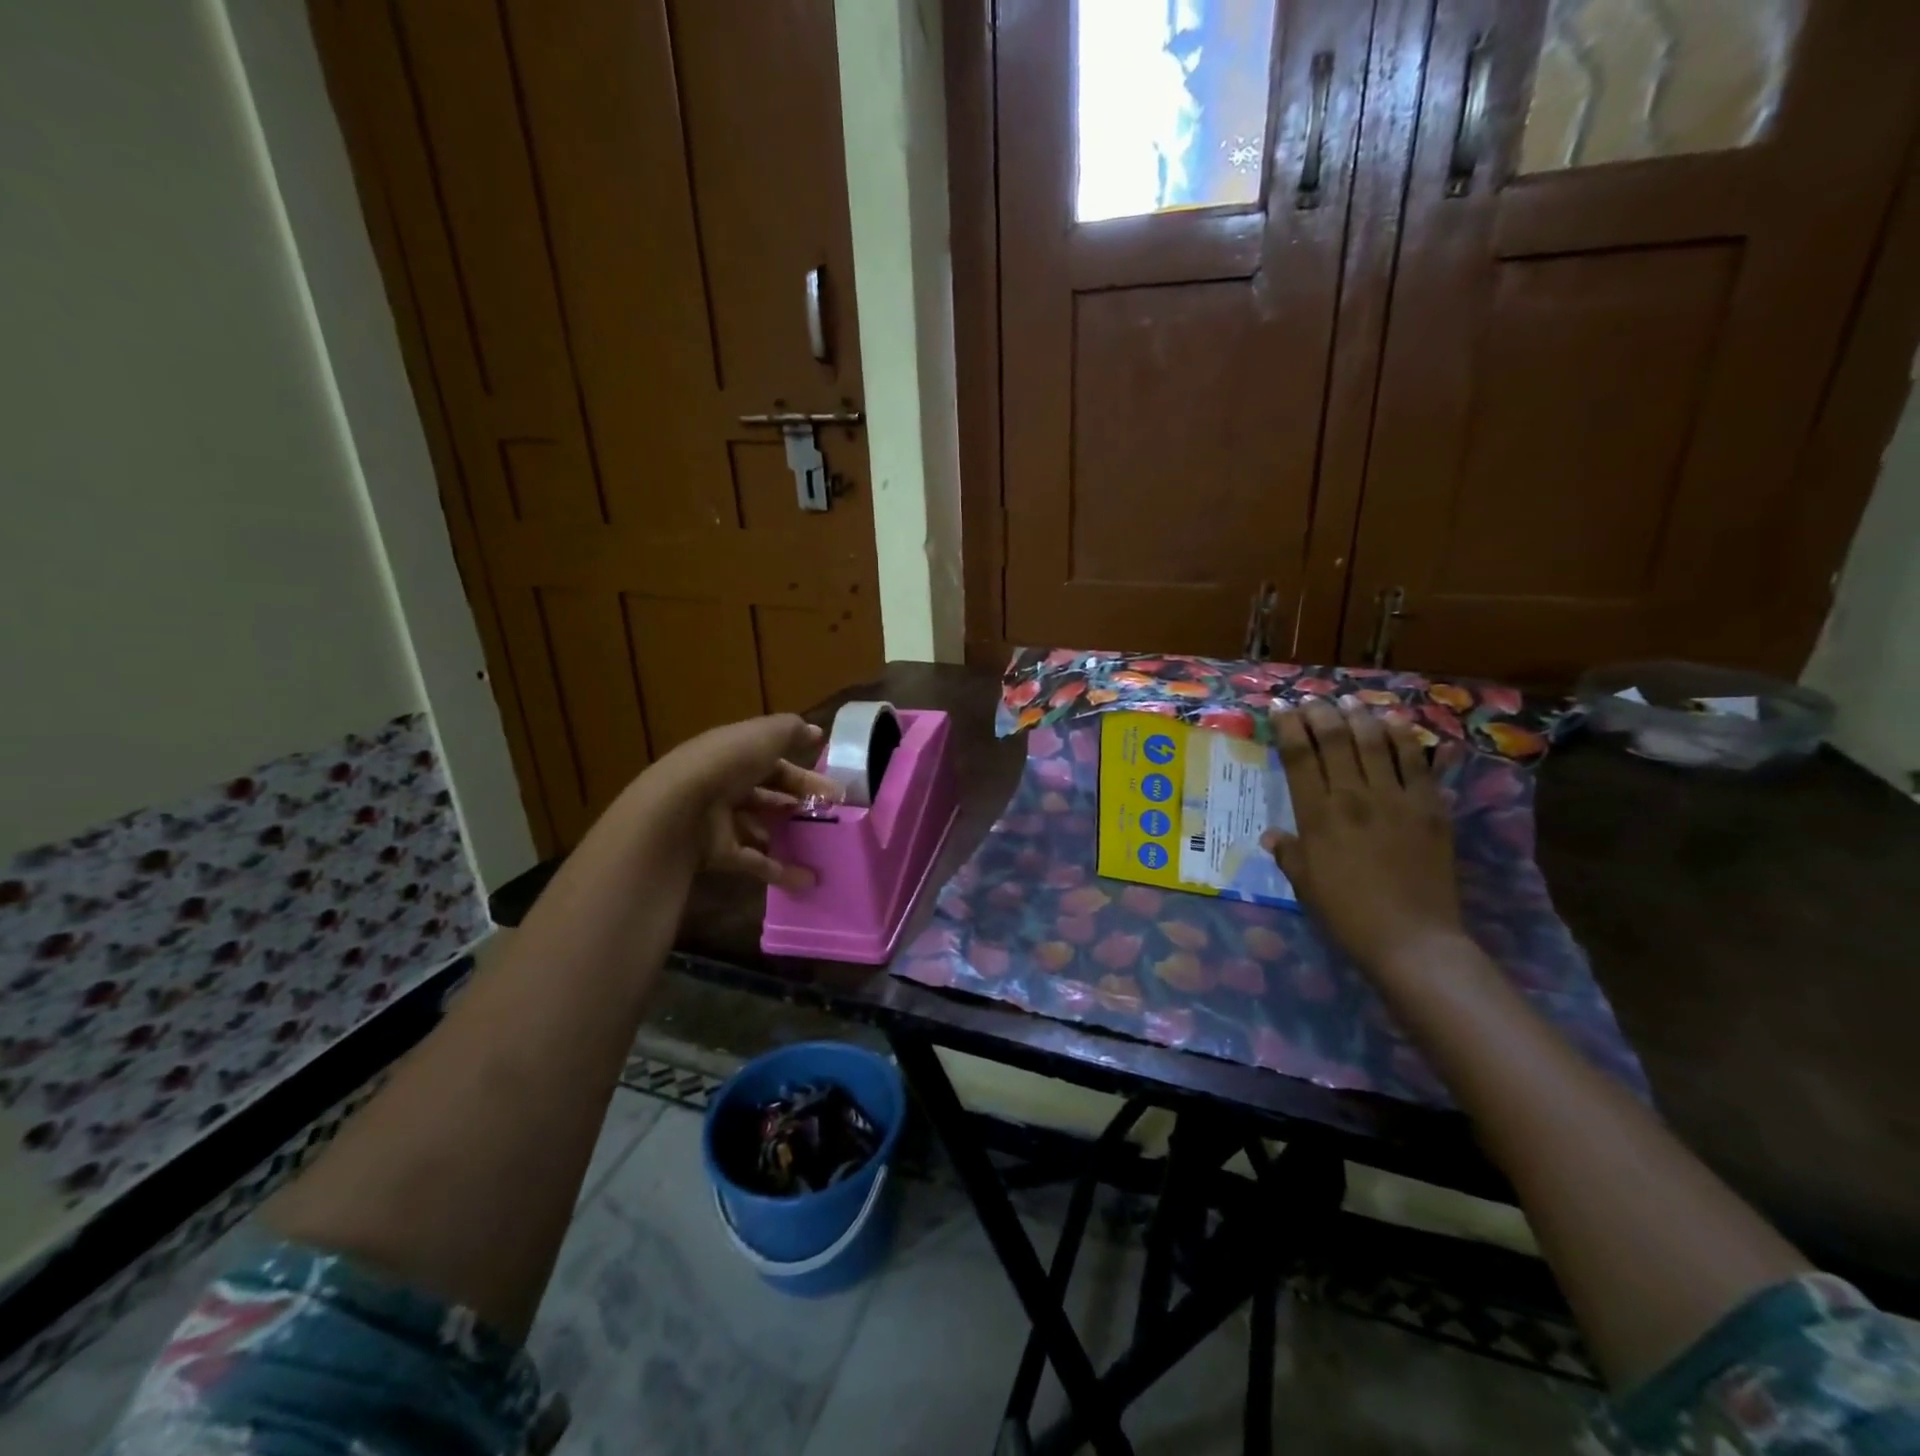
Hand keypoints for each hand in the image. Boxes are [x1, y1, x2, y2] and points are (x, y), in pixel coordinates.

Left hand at [648, 715, 840, 889]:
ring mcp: (720, 821)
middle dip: (799, 802)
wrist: (679, 809)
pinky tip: (808, 880)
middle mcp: (725, 785)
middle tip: (832, 814)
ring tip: (820, 843)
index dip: (802, 772)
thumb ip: (791, 731)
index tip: (833, 786)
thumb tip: (817, 731)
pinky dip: (780, 871)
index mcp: (733, 754)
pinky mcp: (719, 853)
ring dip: (787, 834)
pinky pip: (755, 861)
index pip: (772, 761)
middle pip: (768, 793)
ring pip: (760, 826)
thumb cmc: (726, 764)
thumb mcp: (763, 736)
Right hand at [1261, 699, 1465, 974]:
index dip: (1288, 726)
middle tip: (1312, 700)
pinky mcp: (1431, 807)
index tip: (1280, 708)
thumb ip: (1288, 852)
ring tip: (1349, 702)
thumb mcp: (1304, 883)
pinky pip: (1418, 762)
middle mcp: (1354, 796)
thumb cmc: (1346, 913)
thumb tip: (1273, 835)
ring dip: (1360, 716)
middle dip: (1320, 712)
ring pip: (1376, 741)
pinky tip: (1396, 723)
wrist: (1412, 940)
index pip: (1298, 755)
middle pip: (1335, 737)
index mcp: (1317, 815)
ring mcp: (1396, 799)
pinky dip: (1405, 737)